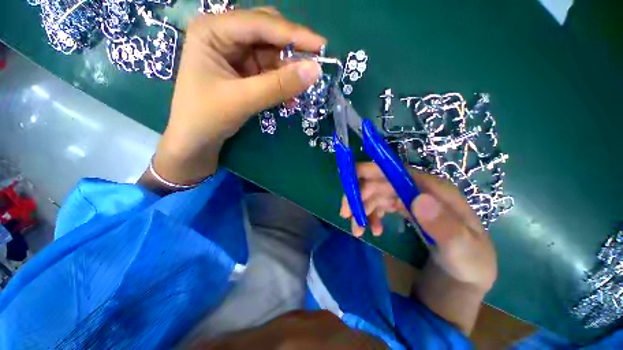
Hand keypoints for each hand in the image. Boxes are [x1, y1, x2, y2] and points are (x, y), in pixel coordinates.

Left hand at [152, 8, 324, 184]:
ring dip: (288, 70)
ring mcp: (234, 53)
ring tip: (302, 87)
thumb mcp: (243, 100)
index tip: (322, 46)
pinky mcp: (243, 71)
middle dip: (291, 50)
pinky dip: (281, 82)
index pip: (260, 24)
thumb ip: (279, 85)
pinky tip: (290, 95)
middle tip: (314, 66)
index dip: (294, 34)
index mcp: (213, 30)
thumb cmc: (207, 118)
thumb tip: (315, 70)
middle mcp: (224, 34)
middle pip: (267, 32)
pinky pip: (269, 70)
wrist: (195, 141)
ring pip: (271, 53)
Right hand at [339, 163, 496, 290]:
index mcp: (433, 188)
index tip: (350, 186)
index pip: (396, 171)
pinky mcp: (403, 207)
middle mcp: (418, 188)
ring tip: (357, 230)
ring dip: (362, 208)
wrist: (465, 273)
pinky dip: (370, 215)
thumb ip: (444, 226)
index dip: (370, 173)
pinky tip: (372, 230)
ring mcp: (409, 197)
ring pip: (376, 193)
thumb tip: (418, 199)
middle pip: (380, 181)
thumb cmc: (469, 261)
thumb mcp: (463, 249)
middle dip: (359, 194)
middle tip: (346, 214)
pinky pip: (379, 205)